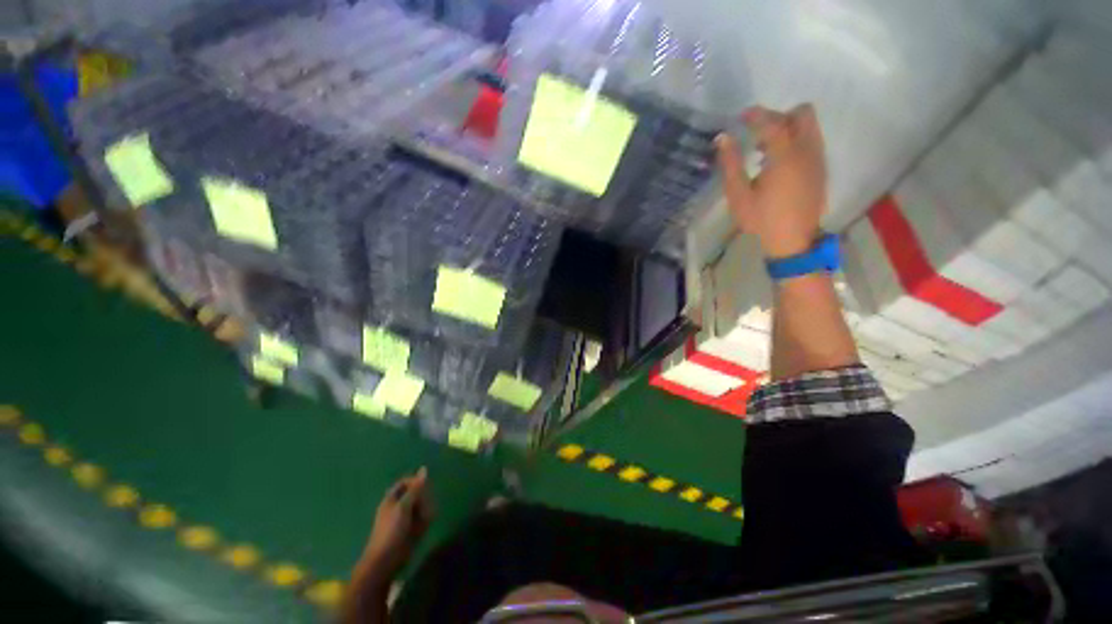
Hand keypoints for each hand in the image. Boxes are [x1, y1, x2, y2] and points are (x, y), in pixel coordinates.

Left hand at [361, 468, 433, 579]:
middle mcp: (399, 506)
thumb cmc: (391, 530)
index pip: (406, 482)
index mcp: (392, 498)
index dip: (416, 482)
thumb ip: (415, 488)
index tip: (424, 488)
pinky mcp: (411, 528)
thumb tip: (424, 468)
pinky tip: (422, 529)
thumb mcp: (403, 506)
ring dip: (425, 511)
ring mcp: (405, 518)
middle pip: (416, 493)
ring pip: (422, 506)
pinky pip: (423, 519)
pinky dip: (425, 522)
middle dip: (423, 499)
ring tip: (423, 520)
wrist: (386, 560)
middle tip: (423, 507)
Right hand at [715, 105, 827, 258]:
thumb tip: (723, 138)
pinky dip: (796, 141)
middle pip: (802, 114)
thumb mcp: (739, 195)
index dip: (756, 115)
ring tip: (765, 149)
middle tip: (758, 131)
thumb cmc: (761, 219)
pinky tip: (778, 162)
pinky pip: (811, 141)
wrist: (792, 241)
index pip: (773, 123)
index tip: (742, 116)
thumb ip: (731, 165)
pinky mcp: (821, 169)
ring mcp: (818, 159)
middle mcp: (807, 150)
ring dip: (788, 128)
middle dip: (779, 116)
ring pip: (809, 126)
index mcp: (785, 157)